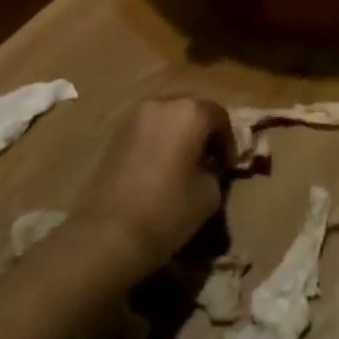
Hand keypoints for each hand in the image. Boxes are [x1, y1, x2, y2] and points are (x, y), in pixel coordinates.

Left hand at [73, 96, 231, 274]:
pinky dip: (161, 140)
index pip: (219, 116)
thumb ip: (214, 170)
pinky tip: (162, 165)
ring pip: (168, 116)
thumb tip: (207, 167)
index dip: (229, 141)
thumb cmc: (168, 209)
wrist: (109, 234)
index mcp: (190, 112)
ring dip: (181, 133)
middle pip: (192, 108)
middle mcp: (162, 104)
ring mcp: (134, 117)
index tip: (228, 166)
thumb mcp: (209, 193)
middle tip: (210, 157)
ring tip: (186, 161)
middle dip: (204, 130)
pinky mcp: (116, 135)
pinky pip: (149, 129)